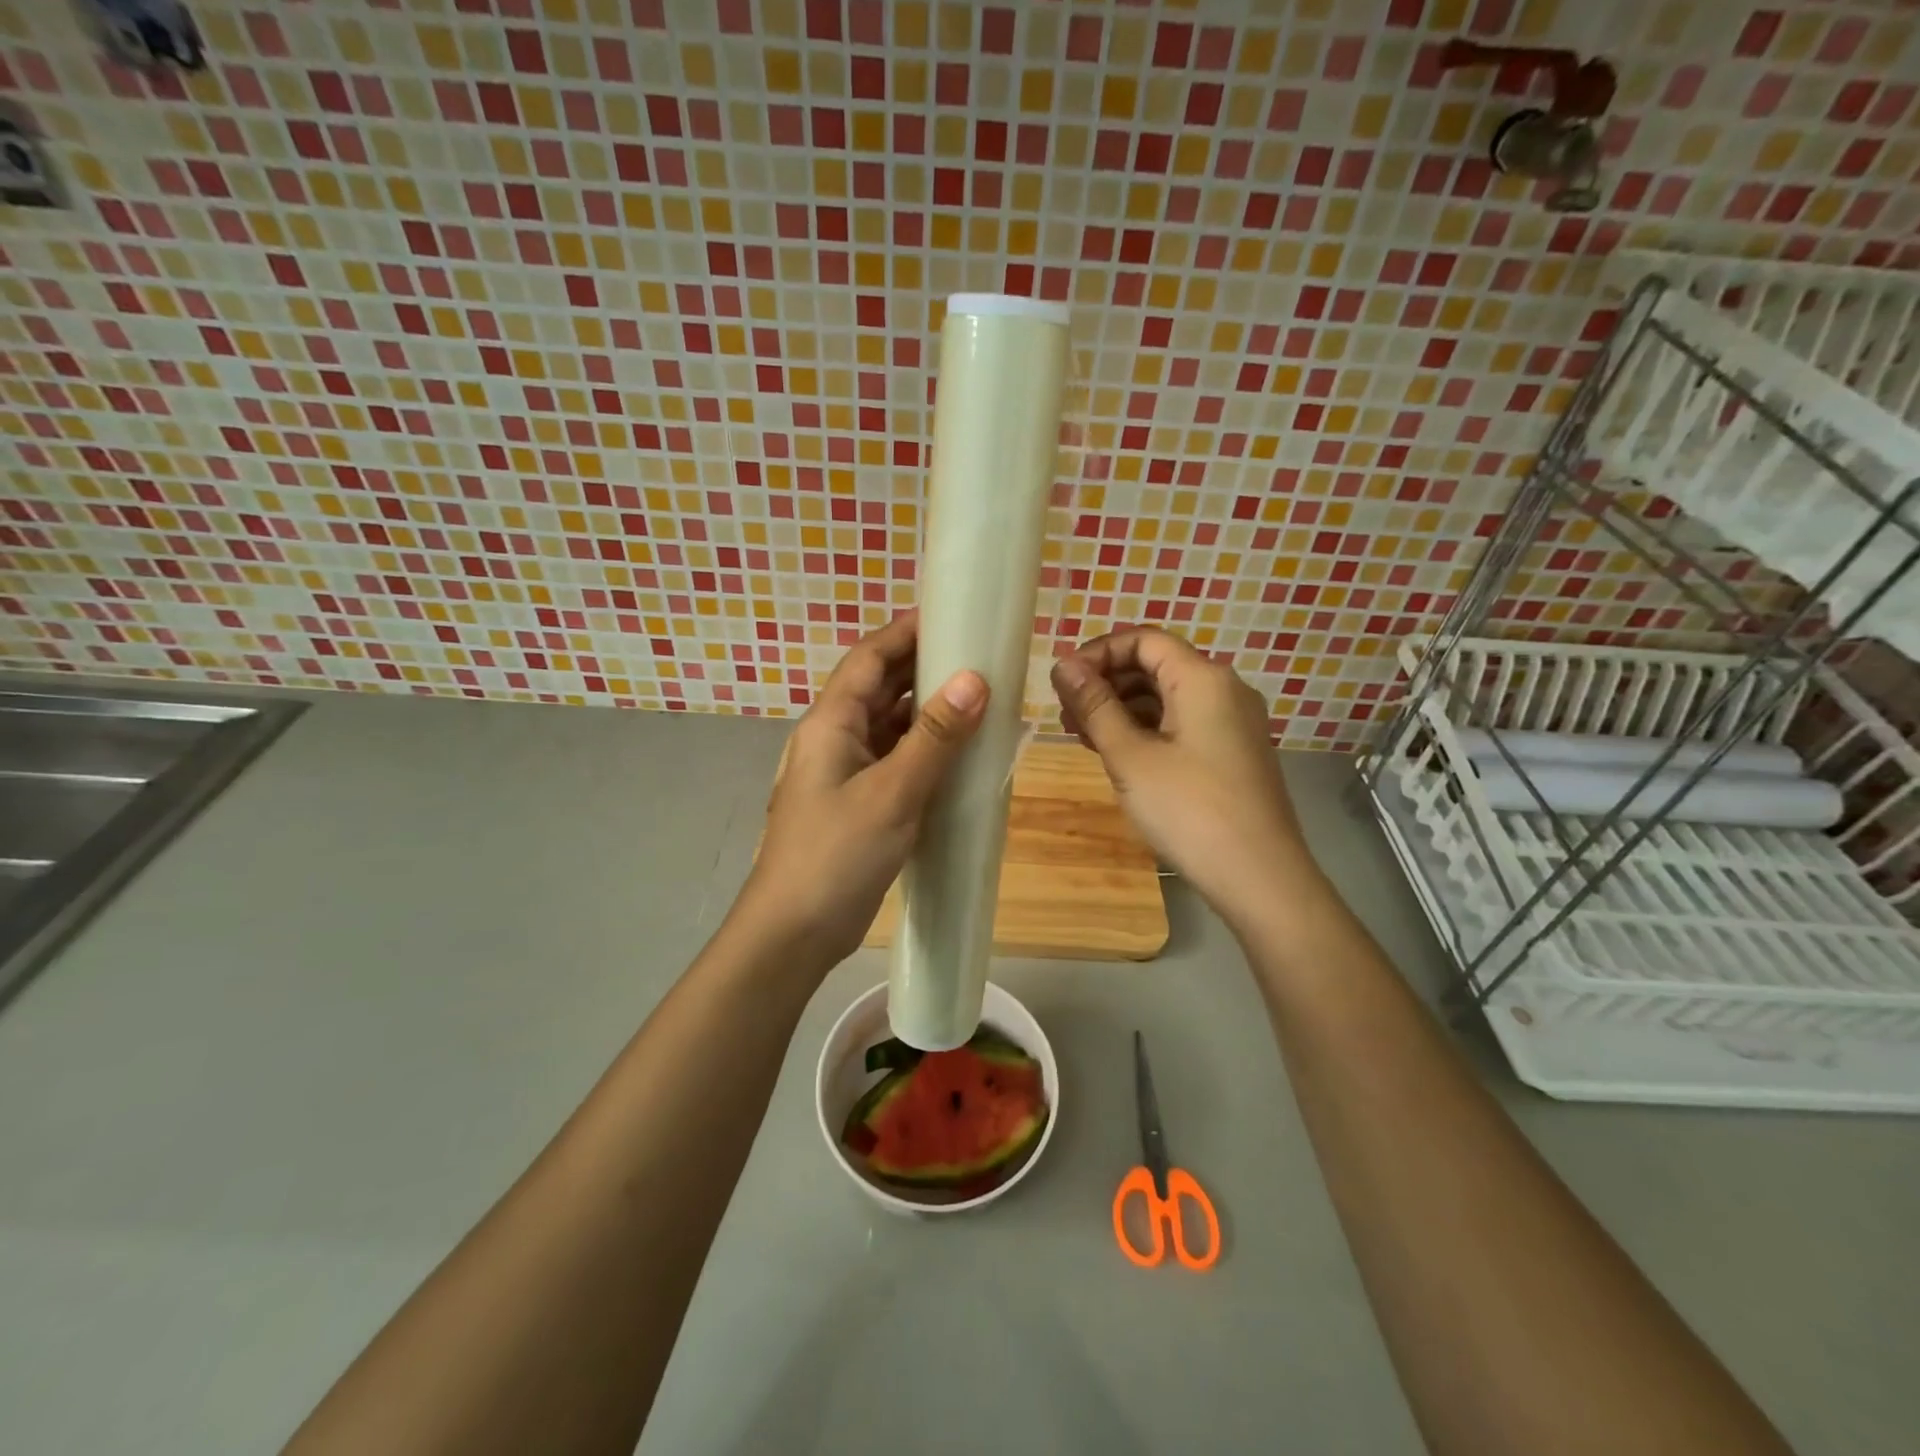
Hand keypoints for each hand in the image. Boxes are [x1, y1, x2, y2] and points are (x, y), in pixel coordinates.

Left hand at [739, 612, 987, 967]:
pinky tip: (957, 755)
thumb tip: (974, 679)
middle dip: (923, 667)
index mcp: (831, 723)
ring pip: (888, 726)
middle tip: (977, 654)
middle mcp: (834, 739)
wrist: (793, 933)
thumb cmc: (836, 855)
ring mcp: (843, 774)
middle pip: (878, 688)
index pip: (869, 658)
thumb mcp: (892, 792)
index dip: (906, 631)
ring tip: (978, 698)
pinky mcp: (856, 804)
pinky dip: (923, 751)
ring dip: (926, 711)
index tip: (952, 613)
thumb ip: (934, 736)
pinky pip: (893, 761)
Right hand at [1051, 629, 1317, 934]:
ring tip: (1082, 737)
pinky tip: (1117, 754)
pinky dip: (1147, 730)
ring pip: (1168, 698)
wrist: (1259, 878)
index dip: (1098, 653)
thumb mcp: (1130, 757)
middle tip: (1065, 715)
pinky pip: (1182, 724)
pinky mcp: (1233, 753)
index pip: (1143, 640)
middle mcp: (1225, 690)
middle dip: (1107, 683)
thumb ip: (1095, 706)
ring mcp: (1233, 723)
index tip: (1062, 683)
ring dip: (1122, 709)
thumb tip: (1062, 664)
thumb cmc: (1189, 810)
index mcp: (1203, 679)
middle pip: (1156, 665)